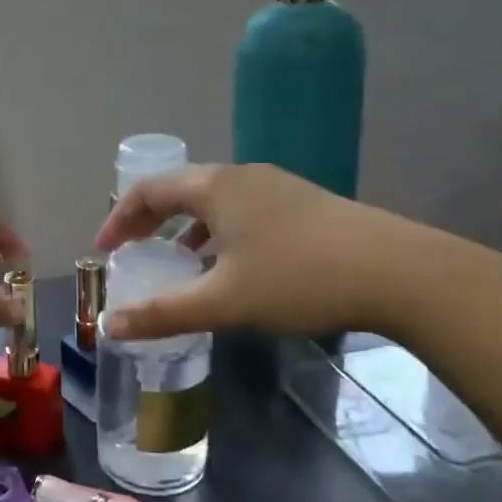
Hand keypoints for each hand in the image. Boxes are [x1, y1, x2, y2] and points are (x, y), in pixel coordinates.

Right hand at [94, 164, 417, 340]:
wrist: (397, 271)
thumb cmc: (297, 278)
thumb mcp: (224, 302)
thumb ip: (164, 313)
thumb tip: (110, 326)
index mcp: (214, 187)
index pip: (148, 191)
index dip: (119, 219)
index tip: (104, 249)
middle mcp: (240, 175)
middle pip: (179, 189)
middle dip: (148, 220)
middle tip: (131, 250)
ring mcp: (275, 185)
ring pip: (213, 198)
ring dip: (184, 225)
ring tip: (174, 257)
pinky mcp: (302, 202)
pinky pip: (241, 208)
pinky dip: (218, 229)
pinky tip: (230, 262)